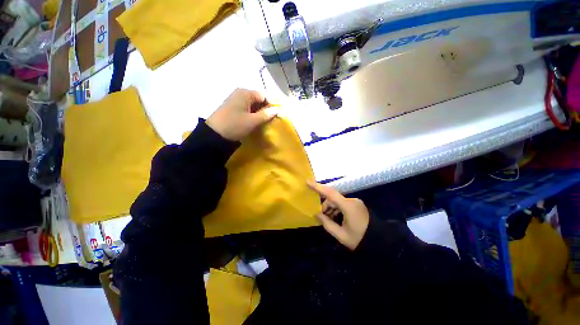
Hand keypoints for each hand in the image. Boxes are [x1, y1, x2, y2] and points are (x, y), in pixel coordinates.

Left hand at [206, 88, 278, 140]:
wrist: (214, 134)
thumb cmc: (235, 125)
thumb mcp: (252, 121)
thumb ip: (266, 114)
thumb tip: (277, 109)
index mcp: (245, 93)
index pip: (264, 96)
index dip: (271, 105)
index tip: (275, 115)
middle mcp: (240, 93)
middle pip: (258, 99)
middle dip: (265, 109)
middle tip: (269, 120)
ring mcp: (235, 100)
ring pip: (252, 105)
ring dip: (258, 113)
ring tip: (262, 122)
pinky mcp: (232, 107)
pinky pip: (246, 108)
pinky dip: (252, 114)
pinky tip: (254, 122)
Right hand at [307, 181, 369, 249]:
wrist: (380, 242)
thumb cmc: (359, 239)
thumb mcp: (341, 235)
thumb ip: (327, 223)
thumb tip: (317, 214)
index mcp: (348, 207)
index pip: (330, 193)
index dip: (318, 187)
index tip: (307, 181)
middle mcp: (352, 201)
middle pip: (333, 198)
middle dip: (325, 206)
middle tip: (321, 217)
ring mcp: (355, 202)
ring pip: (337, 201)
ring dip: (331, 208)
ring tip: (329, 220)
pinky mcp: (357, 204)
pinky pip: (343, 203)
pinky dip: (337, 209)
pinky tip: (335, 218)